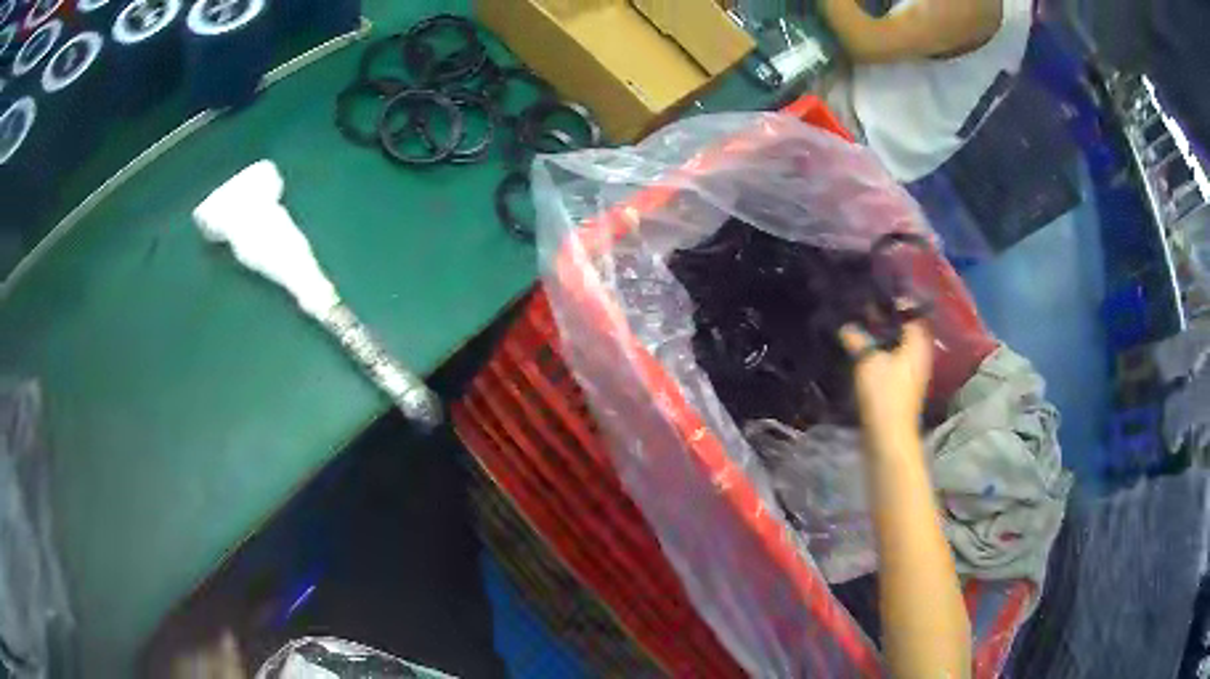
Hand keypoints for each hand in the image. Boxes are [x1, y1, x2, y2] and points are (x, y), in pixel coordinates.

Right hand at [838, 314, 932, 444]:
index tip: (873, 296)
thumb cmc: (884, 394)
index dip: (894, 302)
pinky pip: (894, 360)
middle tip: (863, 310)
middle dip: (886, 319)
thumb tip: (846, 326)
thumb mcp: (867, 361)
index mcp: (917, 342)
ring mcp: (913, 371)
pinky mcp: (904, 385)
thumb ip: (858, 339)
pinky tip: (864, 353)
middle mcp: (920, 353)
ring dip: (882, 337)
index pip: (910, 311)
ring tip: (860, 329)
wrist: (889, 435)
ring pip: (899, 345)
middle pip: (905, 328)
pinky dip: (882, 353)